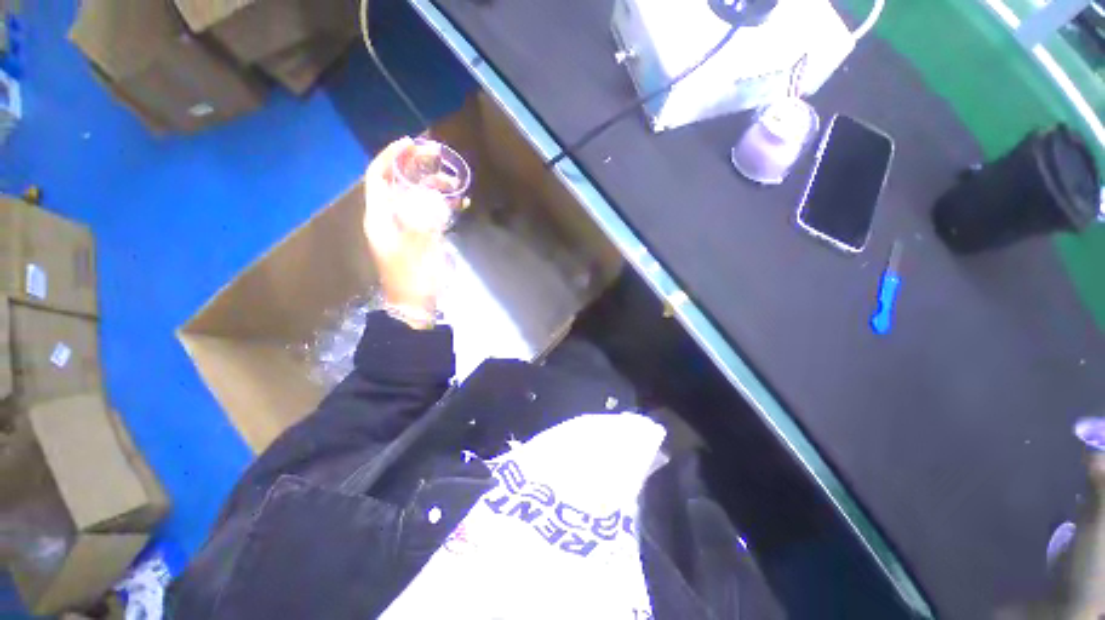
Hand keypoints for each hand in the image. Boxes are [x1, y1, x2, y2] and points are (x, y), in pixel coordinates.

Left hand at [363, 137, 449, 324]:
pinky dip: (442, 205)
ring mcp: (405, 227)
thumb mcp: (418, 246)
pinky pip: (429, 213)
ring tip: (453, 180)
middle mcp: (389, 217)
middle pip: (399, 183)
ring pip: (416, 197)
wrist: (415, 305)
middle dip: (416, 167)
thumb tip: (435, 195)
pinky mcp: (419, 237)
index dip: (391, 156)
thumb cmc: (413, 277)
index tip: (411, 143)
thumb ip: (425, 217)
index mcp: (380, 216)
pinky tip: (459, 203)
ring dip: (433, 186)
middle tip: (438, 157)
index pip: (378, 176)